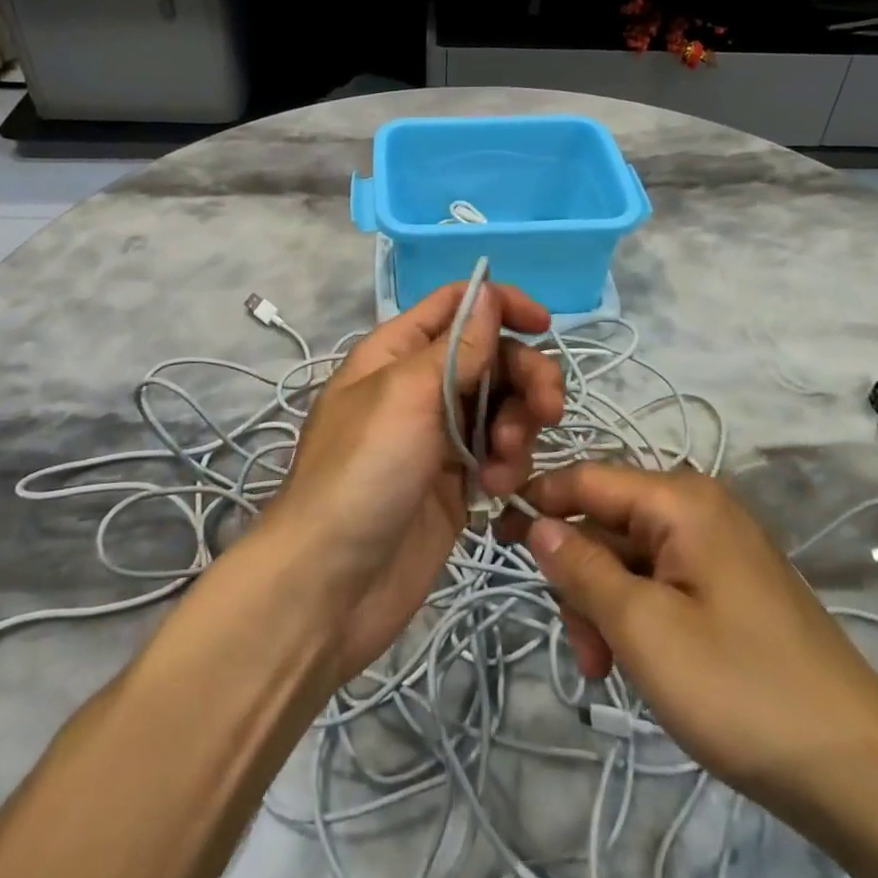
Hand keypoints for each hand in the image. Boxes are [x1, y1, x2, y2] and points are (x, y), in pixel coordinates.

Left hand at [265, 281, 564, 683]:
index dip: (500, 304)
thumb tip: (489, 292)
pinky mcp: (456, 482)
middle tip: (548, 409)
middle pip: (492, 356)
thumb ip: (458, 346)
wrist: (329, 585)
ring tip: (504, 464)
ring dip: (518, 426)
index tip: (544, 326)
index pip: (456, 305)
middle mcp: (420, 385)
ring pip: (503, 405)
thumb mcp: (408, 394)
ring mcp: (440, 435)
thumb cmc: (362, 472)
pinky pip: (499, 453)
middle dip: (526, 376)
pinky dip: (507, 464)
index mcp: (397, 351)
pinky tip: (494, 490)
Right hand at [502, 465, 877, 823]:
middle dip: (579, 579)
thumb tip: (536, 524)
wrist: (860, 773)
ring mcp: (717, 548)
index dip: (537, 501)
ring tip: (605, 669)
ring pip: (630, 559)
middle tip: (579, 645)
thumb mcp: (643, 629)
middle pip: (607, 523)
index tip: (492, 533)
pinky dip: (637, 617)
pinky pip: (660, 583)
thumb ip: (582, 570)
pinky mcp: (728, 587)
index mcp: (680, 499)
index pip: (586, 479)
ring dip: (605, 607)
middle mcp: (699, 508)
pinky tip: (636, 664)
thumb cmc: (740, 688)